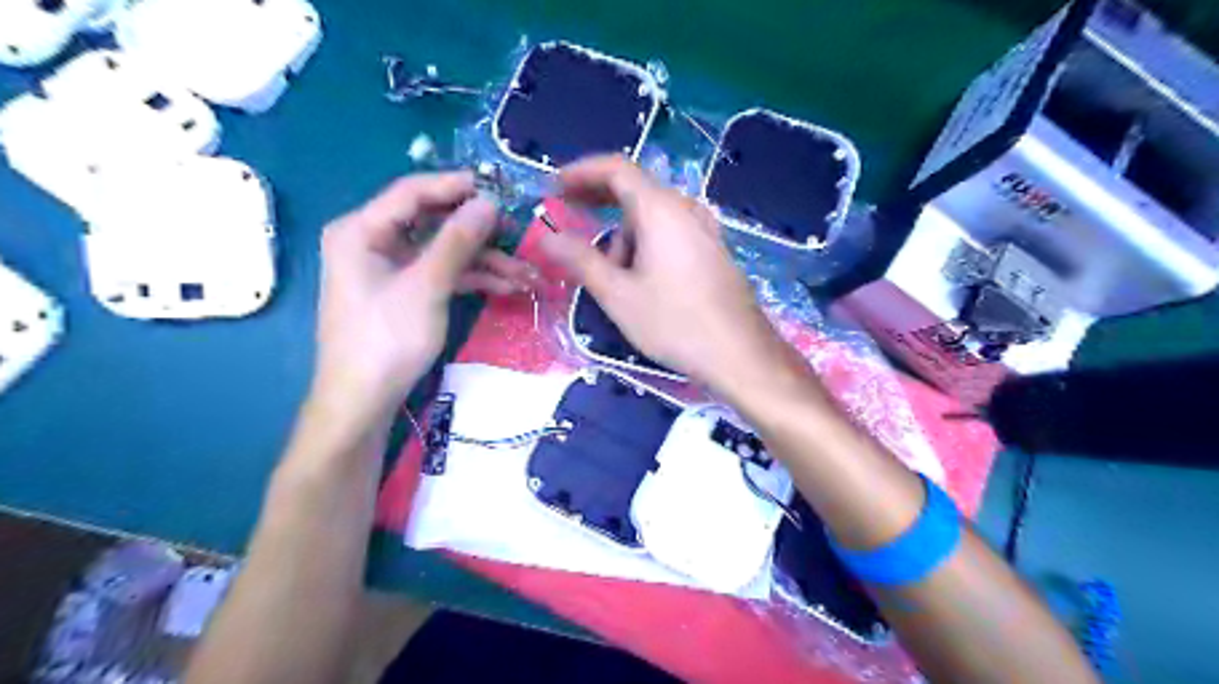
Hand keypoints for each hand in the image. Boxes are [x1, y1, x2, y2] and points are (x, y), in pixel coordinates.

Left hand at [312, 174, 536, 420]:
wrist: (363, 401)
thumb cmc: (386, 338)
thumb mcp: (426, 286)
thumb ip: (457, 241)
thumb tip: (489, 203)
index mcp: (361, 230)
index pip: (412, 193)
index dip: (455, 186)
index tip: (498, 186)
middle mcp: (374, 241)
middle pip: (433, 223)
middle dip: (478, 232)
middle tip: (517, 232)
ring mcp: (391, 268)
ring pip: (444, 252)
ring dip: (485, 262)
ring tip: (527, 273)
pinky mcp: (406, 292)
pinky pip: (443, 274)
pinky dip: (473, 280)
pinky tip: (509, 287)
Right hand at [537, 153, 784, 390]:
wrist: (740, 354)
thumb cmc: (674, 323)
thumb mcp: (618, 294)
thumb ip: (580, 260)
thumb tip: (548, 237)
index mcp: (660, 210)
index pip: (616, 169)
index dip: (581, 172)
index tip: (554, 186)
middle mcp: (685, 209)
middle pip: (635, 190)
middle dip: (598, 201)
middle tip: (569, 215)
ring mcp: (704, 230)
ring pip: (652, 218)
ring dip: (624, 236)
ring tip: (612, 277)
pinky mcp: (713, 251)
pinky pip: (670, 233)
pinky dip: (645, 244)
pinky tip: (641, 278)